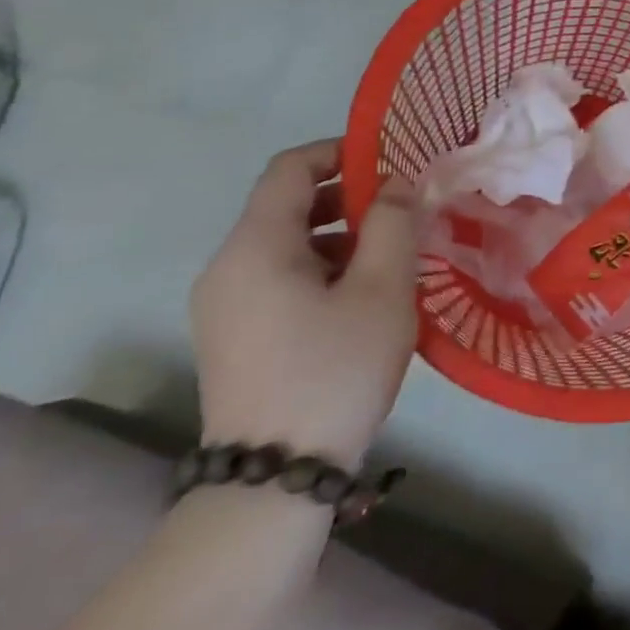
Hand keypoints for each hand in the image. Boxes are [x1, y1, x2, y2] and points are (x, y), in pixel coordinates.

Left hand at [190, 141, 418, 467]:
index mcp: (255, 248)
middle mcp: (226, 267)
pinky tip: (364, 296)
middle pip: (287, 205)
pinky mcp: (234, 334)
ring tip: (394, 257)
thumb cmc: (335, 369)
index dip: (340, 151)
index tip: (391, 161)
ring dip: (342, 235)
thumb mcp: (382, 289)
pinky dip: (323, 267)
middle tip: (405, 213)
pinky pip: (280, 277)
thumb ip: (393, 223)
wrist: (273, 477)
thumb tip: (397, 183)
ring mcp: (224, 305)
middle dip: (349, 198)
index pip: (289, 169)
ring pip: (287, 244)